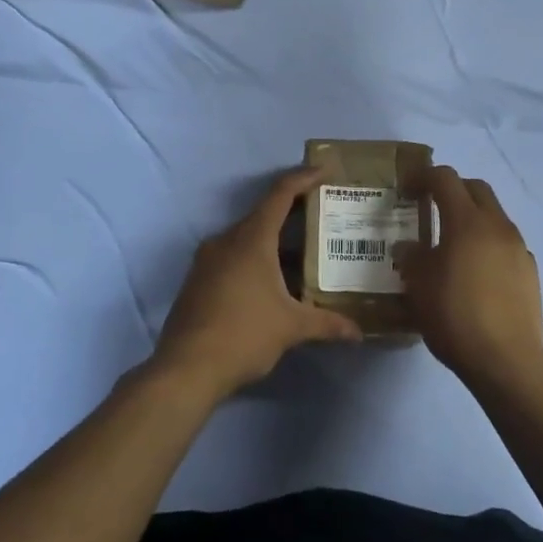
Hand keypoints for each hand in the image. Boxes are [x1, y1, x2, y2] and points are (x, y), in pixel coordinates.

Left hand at [152, 167, 361, 400]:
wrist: (184, 369)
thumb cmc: (243, 335)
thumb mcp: (291, 328)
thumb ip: (327, 324)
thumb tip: (358, 333)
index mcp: (251, 239)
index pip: (280, 194)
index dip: (303, 178)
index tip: (324, 171)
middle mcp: (227, 240)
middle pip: (263, 214)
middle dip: (294, 213)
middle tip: (323, 216)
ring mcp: (207, 260)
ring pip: (247, 238)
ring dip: (274, 242)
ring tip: (304, 254)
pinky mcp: (198, 280)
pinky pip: (232, 257)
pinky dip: (256, 259)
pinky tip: (273, 283)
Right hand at [399, 166, 542, 391]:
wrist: (506, 360)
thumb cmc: (455, 316)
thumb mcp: (418, 286)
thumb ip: (411, 257)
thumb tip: (408, 247)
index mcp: (467, 221)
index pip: (445, 179)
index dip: (424, 177)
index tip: (407, 188)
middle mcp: (497, 225)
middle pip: (476, 189)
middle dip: (452, 189)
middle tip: (431, 206)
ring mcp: (518, 247)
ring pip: (494, 215)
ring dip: (472, 217)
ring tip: (452, 243)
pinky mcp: (530, 270)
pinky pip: (505, 243)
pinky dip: (488, 243)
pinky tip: (476, 272)